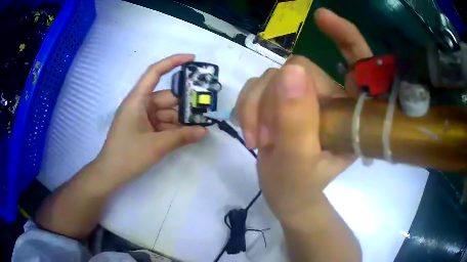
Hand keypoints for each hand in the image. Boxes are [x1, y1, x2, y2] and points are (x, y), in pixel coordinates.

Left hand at [96, 54, 207, 187]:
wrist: (111, 174)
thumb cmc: (128, 155)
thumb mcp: (156, 146)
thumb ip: (181, 137)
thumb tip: (205, 131)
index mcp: (137, 100)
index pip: (154, 72)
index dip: (173, 62)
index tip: (192, 59)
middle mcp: (140, 105)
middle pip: (166, 98)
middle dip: (184, 105)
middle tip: (205, 111)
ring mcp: (142, 117)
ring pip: (166, 113)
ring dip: (180, 121)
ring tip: (198, 129)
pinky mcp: (144, 128)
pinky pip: (162, 124)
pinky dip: (173, 129)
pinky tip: (186, 136)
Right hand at [235, 8, 372, 222]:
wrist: (286, 196)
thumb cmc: (299, 188)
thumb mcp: (297, 162)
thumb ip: (297, 121)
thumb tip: (290, 71)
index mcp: (352, 113)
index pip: (359, 64)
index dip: (345, 37)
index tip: (322, 18)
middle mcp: (333, 98)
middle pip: (301, 69)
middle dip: (276, 100)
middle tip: (266, 136)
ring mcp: (308, 97)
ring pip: (275, 76)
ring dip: (258, 107)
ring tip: (258, 140)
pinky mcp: (285, 99)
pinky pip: (260, 84)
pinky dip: (249, 106)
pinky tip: (252, 131)